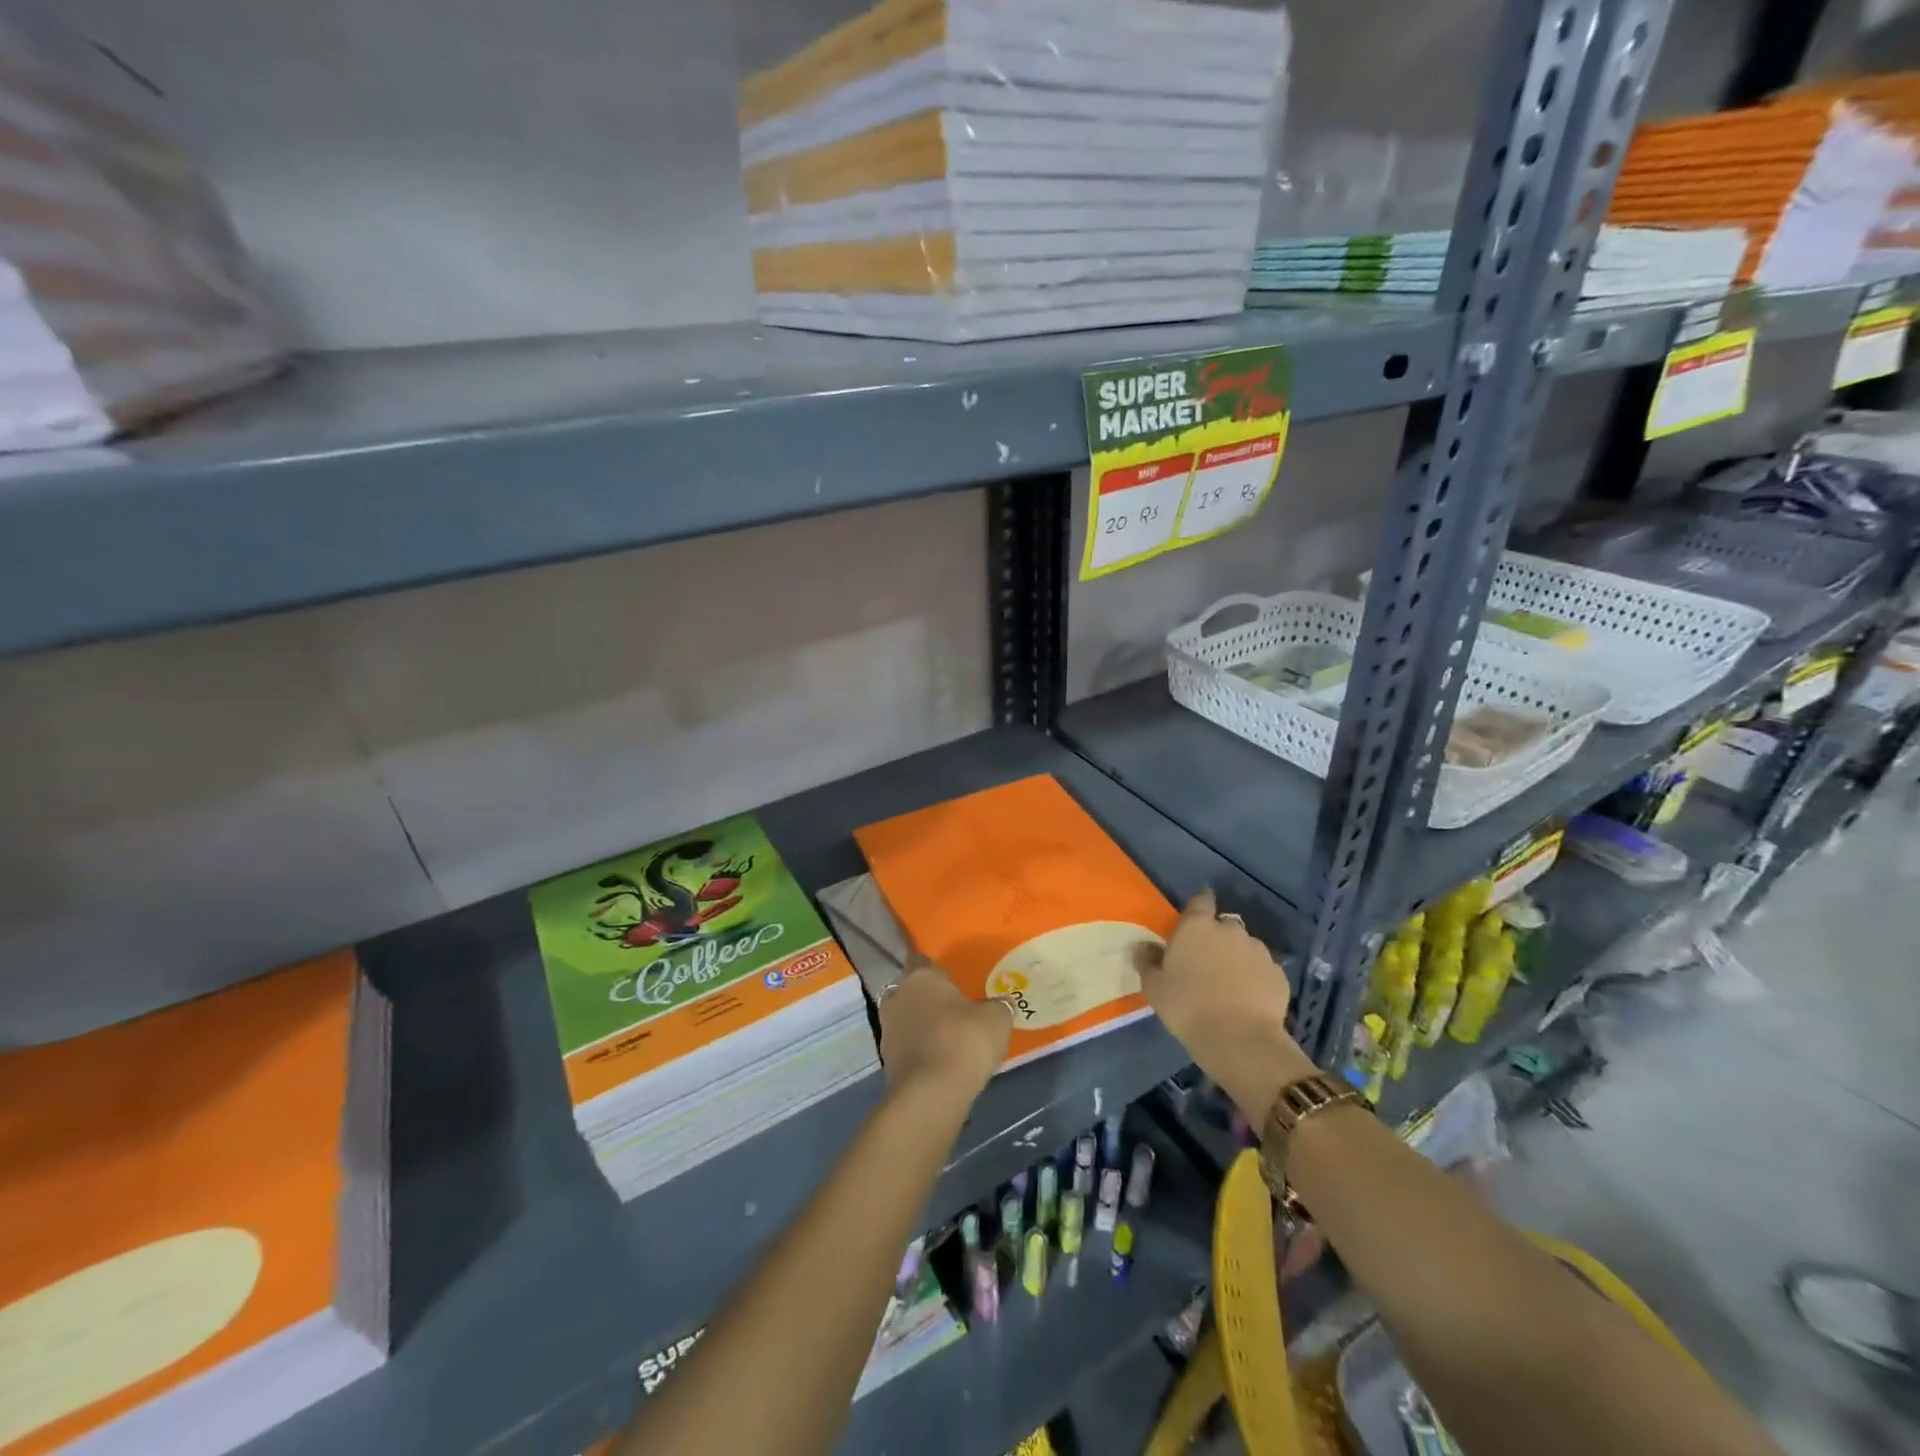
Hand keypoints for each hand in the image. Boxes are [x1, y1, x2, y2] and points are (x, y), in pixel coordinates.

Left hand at [876, 961, 1012, 1107]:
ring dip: (921, 1025)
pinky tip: (939, 1060)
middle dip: (928, 998)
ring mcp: (887, 1028)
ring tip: (947, 1037)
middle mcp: (898, 996)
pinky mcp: (886, 1060)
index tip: (951, 979)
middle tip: (952, 1009)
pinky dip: (918, 1049)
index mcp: (921, 977)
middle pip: (912, 990)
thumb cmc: (964, 1041)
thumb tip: (1003, 1002)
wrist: (931, 1092)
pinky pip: (906, 1045)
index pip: (922, 960)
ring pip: (906, 1018)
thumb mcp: (996, 1019)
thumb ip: (999, 1006)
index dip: (936, 970)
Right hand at [1135, 889, 1316, 1121]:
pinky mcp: (1279, 975)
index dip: (1199, 906)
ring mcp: (1258, 951)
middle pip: (1224, 925)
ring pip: (1246, 946)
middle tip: (1206, 961)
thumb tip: (1142, 946)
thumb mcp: (1154, 987)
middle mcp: (1230, 931)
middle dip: (1217, 936)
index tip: (1194, 918)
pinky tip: (1248, 998)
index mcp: (1197, 927)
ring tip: (1229, 983)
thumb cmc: (1187, 1007)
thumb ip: (1147, 961)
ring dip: (1237, 957)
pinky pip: (1263, 969)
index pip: (1201, 900)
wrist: (1239, 1040)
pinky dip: (1256, 977)